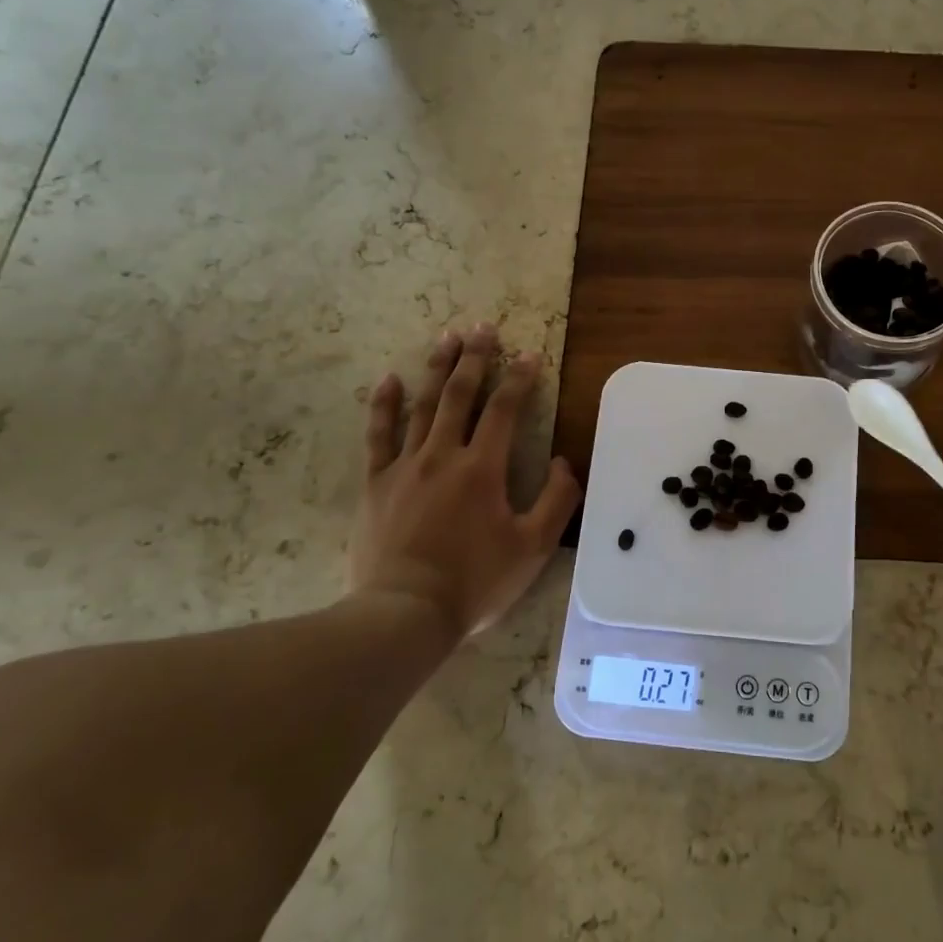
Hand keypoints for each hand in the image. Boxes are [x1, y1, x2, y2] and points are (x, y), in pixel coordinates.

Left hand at [350, 323, 581, 637]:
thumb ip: (557, 501)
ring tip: (447, 337)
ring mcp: (405, 467)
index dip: (520, 379)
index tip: (530, 354)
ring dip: (437, 369)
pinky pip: (378, 436)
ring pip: (422, 406)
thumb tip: (566, 463)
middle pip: (460, 395)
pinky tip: (389, 380)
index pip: (504, 410)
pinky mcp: (376, 484)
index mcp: (483, 469)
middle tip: (483, 328)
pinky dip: (384, 405)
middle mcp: (443, 455)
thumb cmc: (475, 581)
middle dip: (475, 359)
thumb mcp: (532, 548)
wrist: (404, 613)